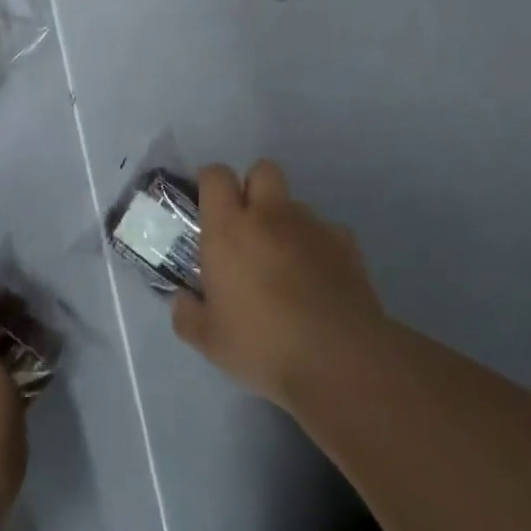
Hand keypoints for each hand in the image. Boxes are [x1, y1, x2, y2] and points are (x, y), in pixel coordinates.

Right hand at [171, 161, 386, 407]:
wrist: (341, 360)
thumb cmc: (264, 344)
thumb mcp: (209, 341)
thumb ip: (187, 314)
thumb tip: (183, 300)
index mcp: (229, 229)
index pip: (216, 176)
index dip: (209, 183)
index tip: (207, 206)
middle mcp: (271, 216)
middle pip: (262, 170)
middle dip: (252, 187)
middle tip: (246, 225)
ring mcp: (313, 226)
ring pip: (295, 203)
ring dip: (285, 221)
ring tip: (284, 263)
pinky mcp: (347, 245)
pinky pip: (326, 231)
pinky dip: (317, 246)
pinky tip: (317, 280)